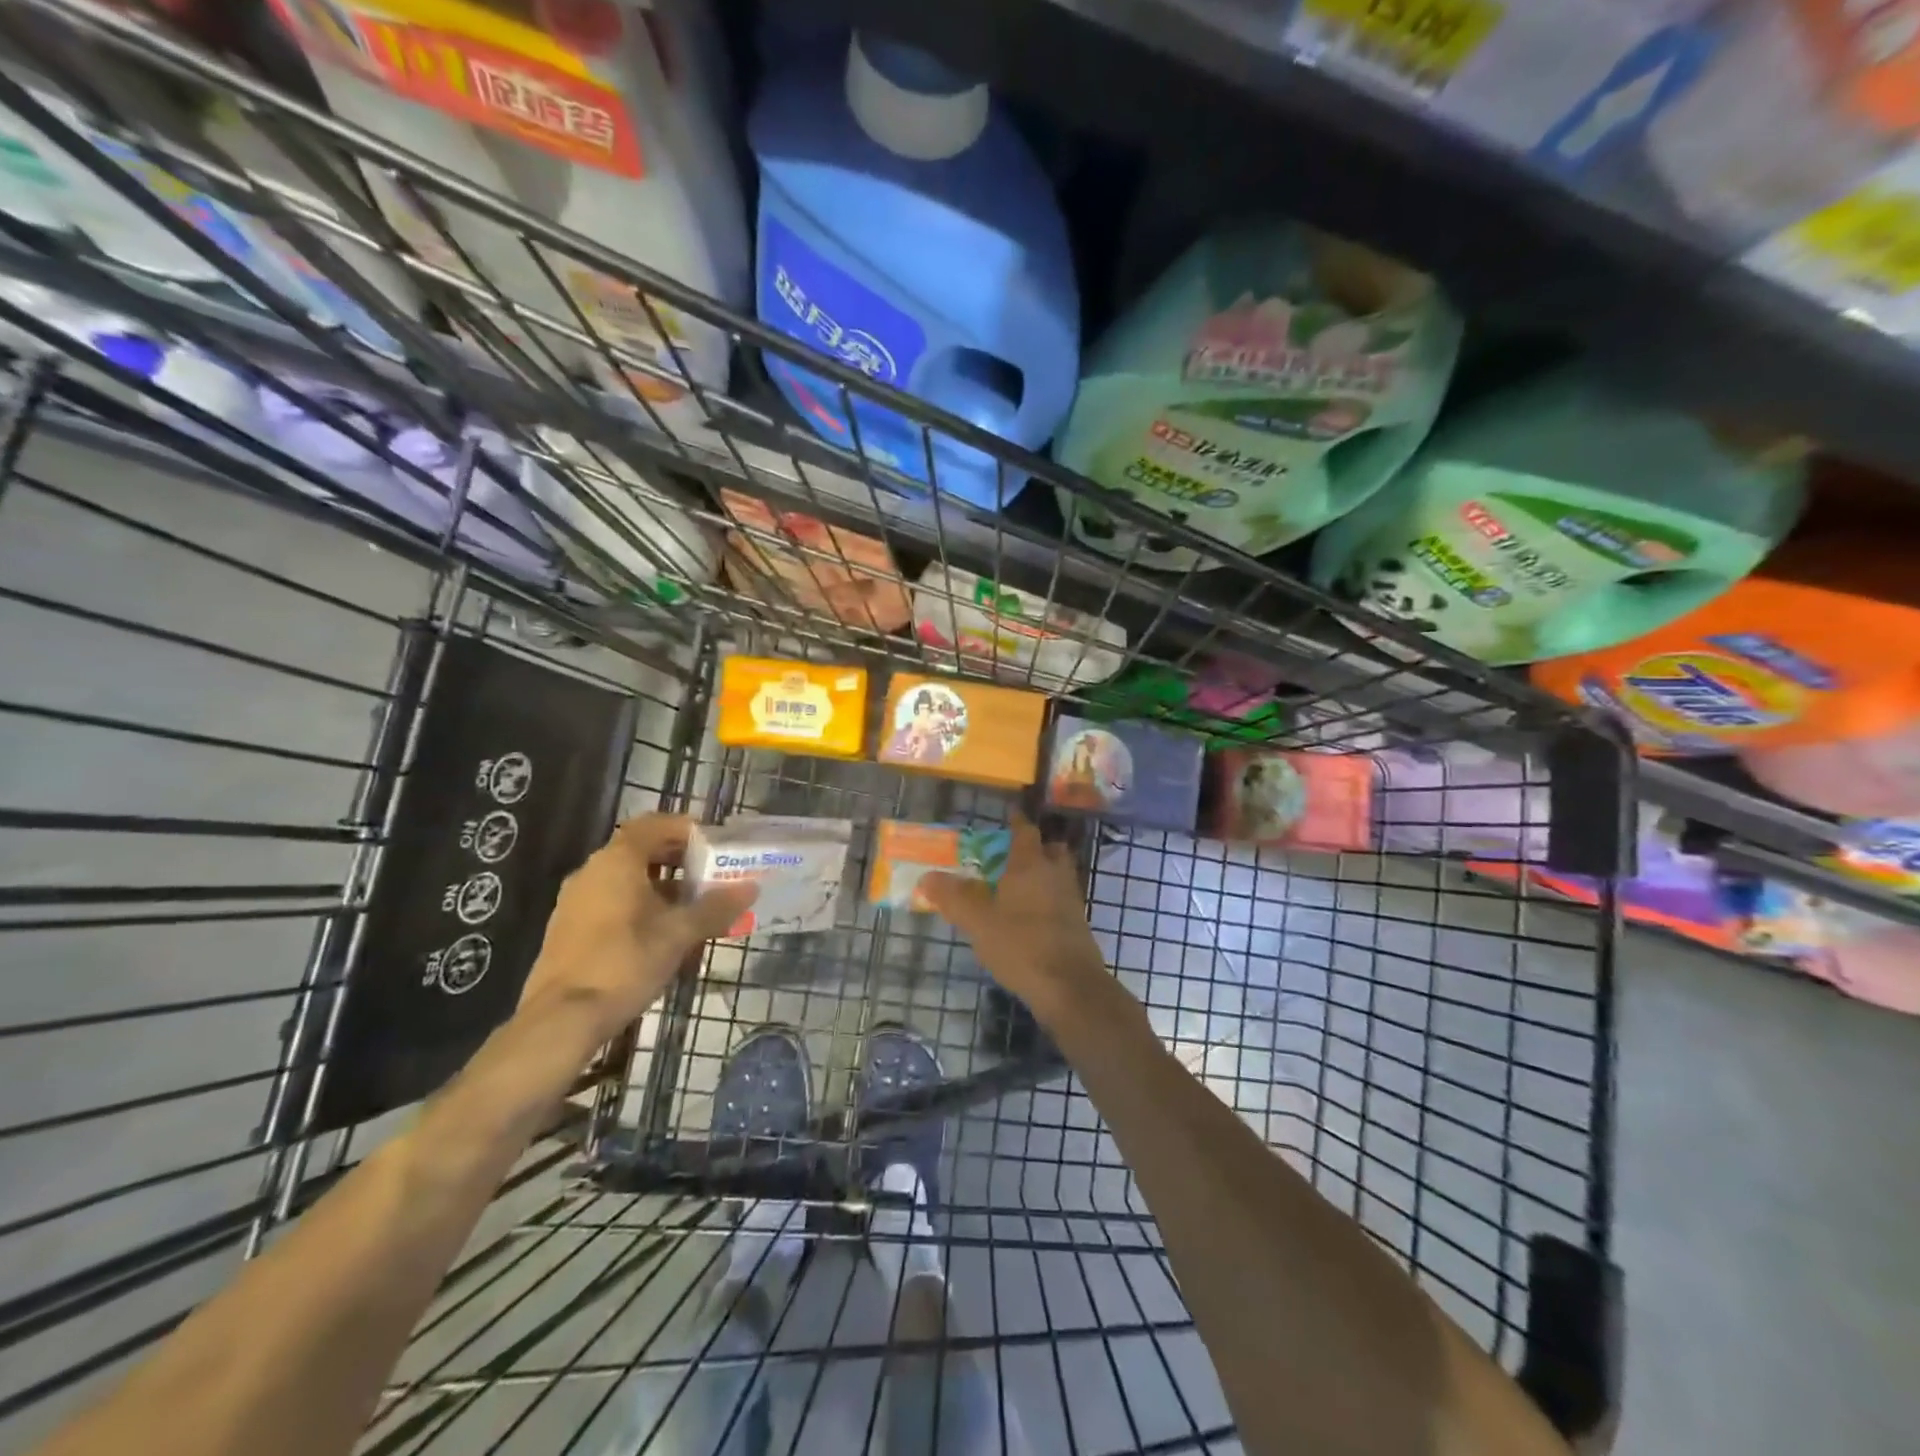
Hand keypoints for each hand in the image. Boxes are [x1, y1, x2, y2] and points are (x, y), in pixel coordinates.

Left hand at [518, 814, 755, 1045]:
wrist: (561, 1019)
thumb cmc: (624, 962)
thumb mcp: (679, 934)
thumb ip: (716, 907)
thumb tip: (750, 888)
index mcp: (617, 862)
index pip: (652, 825)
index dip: (684, 829)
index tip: (713, 843)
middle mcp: (592, 873)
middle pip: (641, 853)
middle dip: (679, 862)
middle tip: (712, 877)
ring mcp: (577, 903)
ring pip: (628, 883)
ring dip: (664, 890)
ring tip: (696, 912)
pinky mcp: (570, 931)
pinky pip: (614, 906)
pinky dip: (643, 910)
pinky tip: (666, 939)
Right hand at [920, 815, 1107, 1024]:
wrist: (1069, 985)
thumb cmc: (1021, 945)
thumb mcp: (978, 922)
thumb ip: (953, 897)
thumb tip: (927, 876)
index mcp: (1030, 865)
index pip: (1026, 831)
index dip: (1017, 822)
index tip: (1009, 815)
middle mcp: (1055, 874)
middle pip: (1050, 850)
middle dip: (1036, 847)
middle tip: (1013, 854)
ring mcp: (1071, 899)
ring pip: (1059, 874)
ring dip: (1043, 873)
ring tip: (1018, 886)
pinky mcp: (1078, 924)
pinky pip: (1062, 898)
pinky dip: (1049, 898)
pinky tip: (1031, 916)